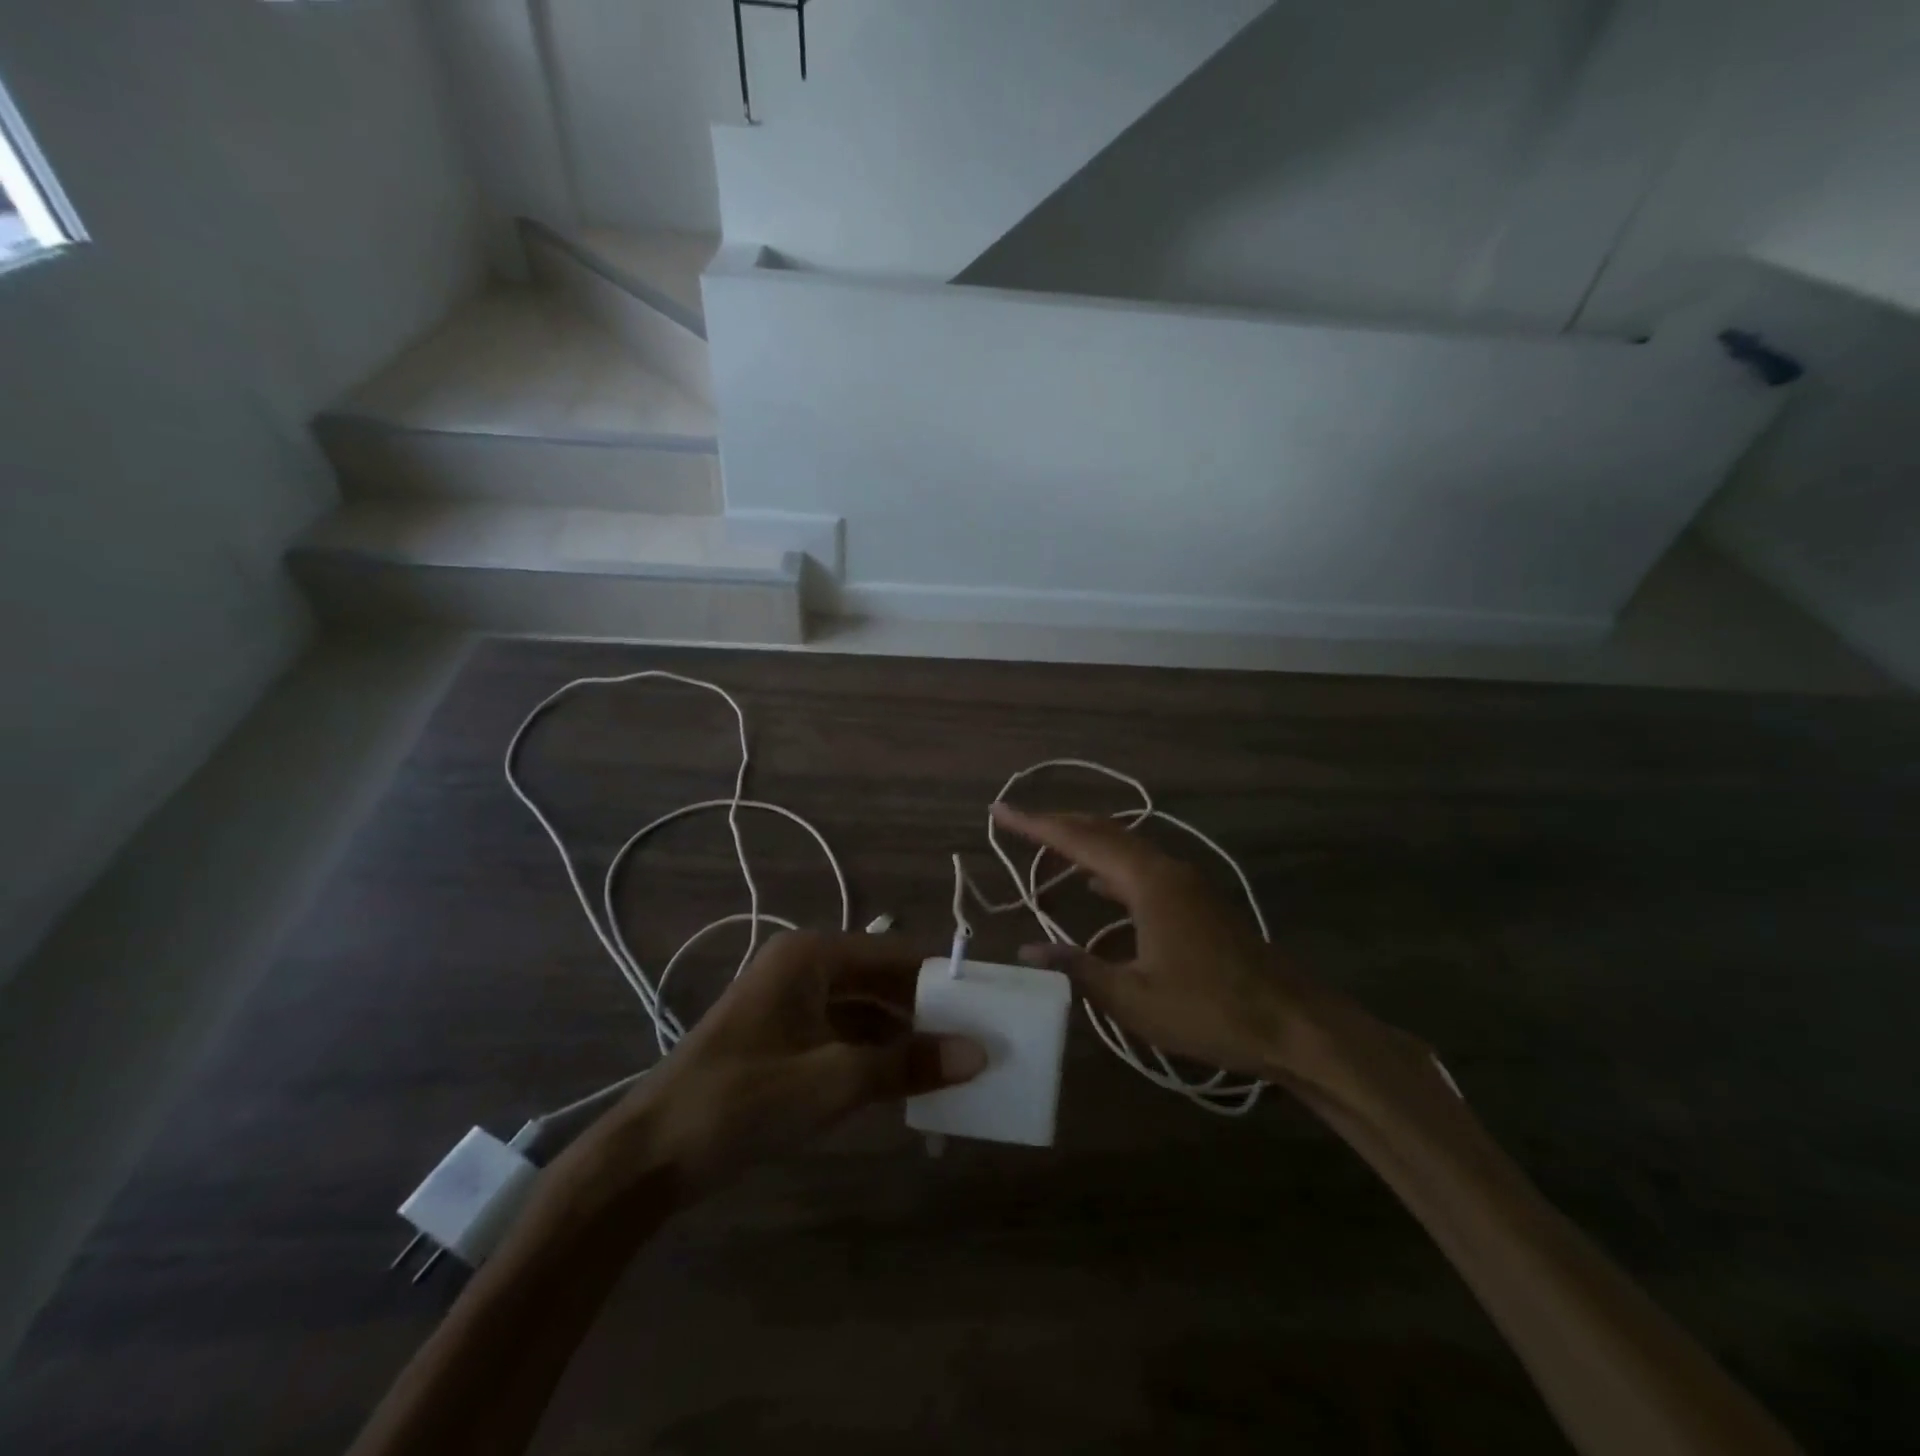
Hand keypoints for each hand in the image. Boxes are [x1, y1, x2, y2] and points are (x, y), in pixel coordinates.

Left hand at [613, 932, 986, 1193]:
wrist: (647, 1156)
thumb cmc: (741, 1102)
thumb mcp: (832, 1082)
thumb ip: (906, 1065)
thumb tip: (978, 1053)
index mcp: (812, 956)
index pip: (897, 954)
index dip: (944, 978)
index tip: (989, 1004)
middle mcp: (804, 967)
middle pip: (881, 979)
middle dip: (926, 1010)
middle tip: (977, 1040)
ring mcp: (790, 1001)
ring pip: (864, 1008)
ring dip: (902, 1035)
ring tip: (952, 1063)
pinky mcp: (782, 1035)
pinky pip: (843, 1033)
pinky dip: (874, 1054)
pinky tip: (904, 1082)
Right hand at [993, 804, 1426, 1102]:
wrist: (1292, 1022)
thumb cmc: (1209, 1010)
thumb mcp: (1133, 998)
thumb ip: (1078, 968)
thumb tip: (1029, 949)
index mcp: (1146, 882)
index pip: (1079, 841)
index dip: (1036, 825)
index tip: (1001, 811)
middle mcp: (1165, 869)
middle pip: (1102, 832)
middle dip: (1057, 825)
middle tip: (1017, 822)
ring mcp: (1185, 883)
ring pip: (1124, 847)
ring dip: (1084, 843)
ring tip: (1047, 847)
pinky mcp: (1195, 901)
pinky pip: (1140, 867)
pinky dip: (1109, 866)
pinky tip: (1096, 886)